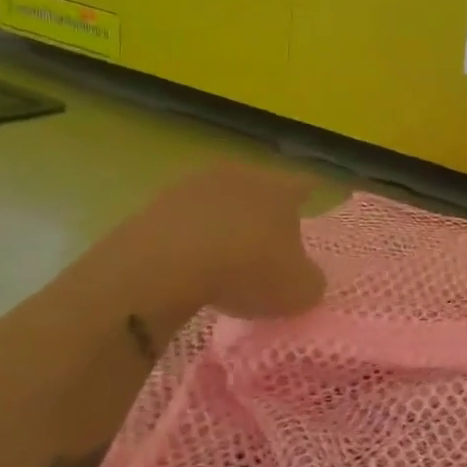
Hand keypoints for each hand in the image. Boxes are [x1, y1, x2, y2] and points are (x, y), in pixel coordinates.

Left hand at [89, 165, 326, 325]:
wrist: (164, 266)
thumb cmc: (247, 270)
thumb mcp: (298, 290)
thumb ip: (310, 280)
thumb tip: (305, 277)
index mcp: (280, 189)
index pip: (304, 186)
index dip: (309, 199)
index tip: (311, 211)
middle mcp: (241, 176)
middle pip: (259, 189)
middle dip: (264, 211)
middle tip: (268, 241)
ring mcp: (193, 186)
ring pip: (219, 201)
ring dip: (224, 223)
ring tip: (225, 257)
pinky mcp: (155, 204)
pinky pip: (184, 221)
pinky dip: (190, 238)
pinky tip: (190, 265)